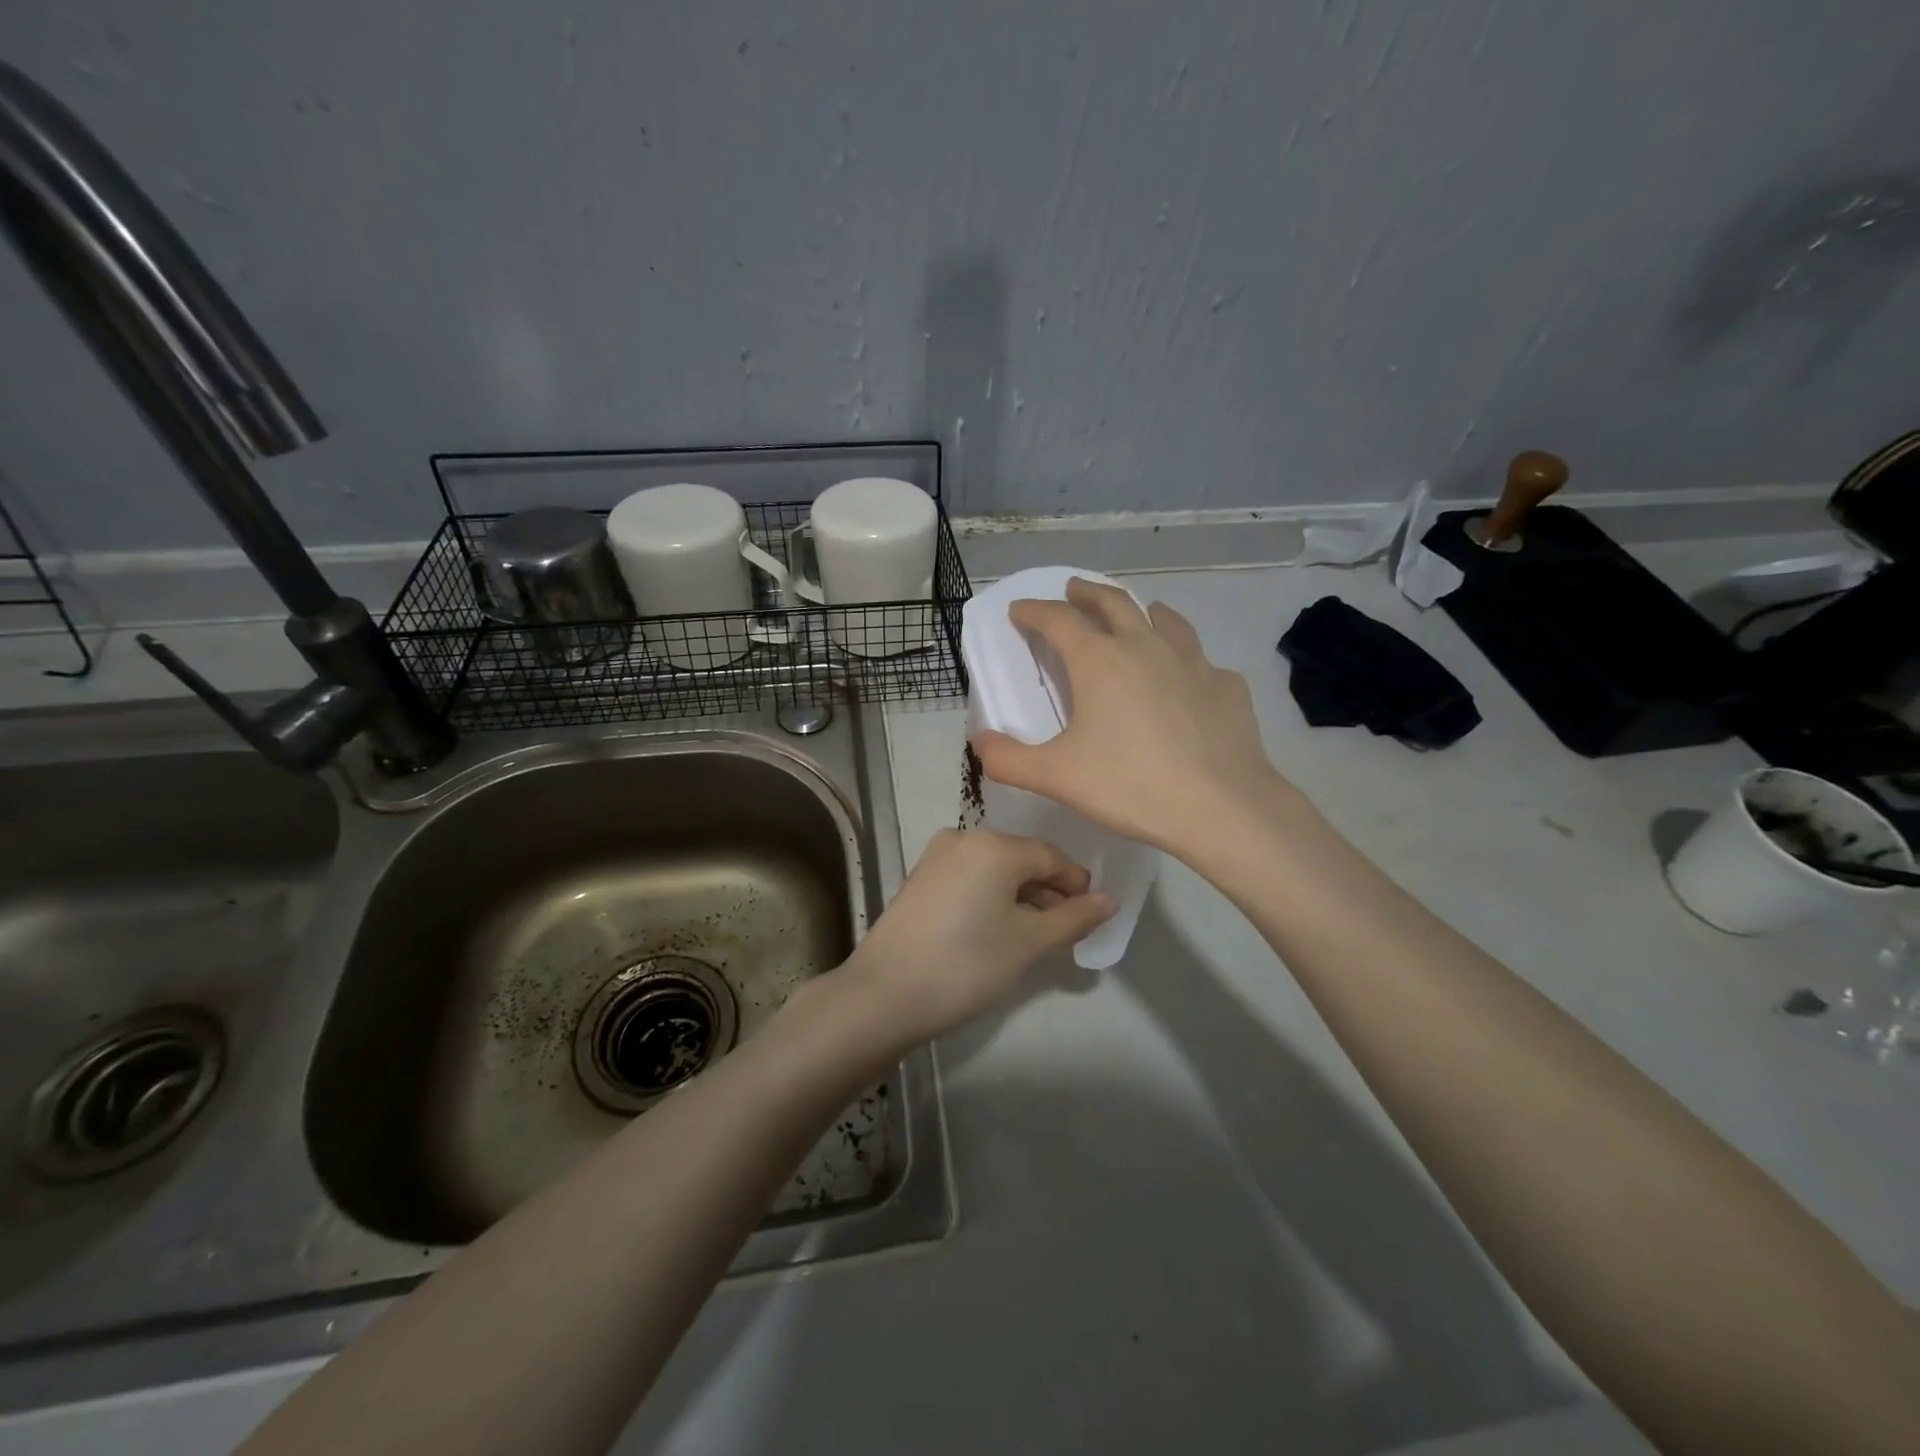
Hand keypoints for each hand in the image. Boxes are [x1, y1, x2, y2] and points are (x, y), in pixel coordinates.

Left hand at [842, 827, 1113, 1045]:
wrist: (884, 994)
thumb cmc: (967, 964)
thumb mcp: (1029, 943)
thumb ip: (1074, 917)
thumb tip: (1110, 900)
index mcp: (993, 845)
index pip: (1051, 856)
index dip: (1076, 884)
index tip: (1091, 916)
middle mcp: (963, 838)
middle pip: (1021, 859)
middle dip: (1048, 892)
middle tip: (1065, 931)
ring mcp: (936, 857)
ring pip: (994, 870)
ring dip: (1020, 897)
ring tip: (1034, 935)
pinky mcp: (919, 879)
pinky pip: (970, 879)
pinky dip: (991, 898)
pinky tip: (997, 929)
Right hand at [973, 577, 1300, 859]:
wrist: (1221, 807)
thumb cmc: (1130, 785)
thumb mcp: (1055, 777)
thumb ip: (1008, 759)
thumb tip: (979, 742)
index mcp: (1099, 661)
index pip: (1058, 620)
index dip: (1034, 611)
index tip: (1020, 610)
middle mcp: (1145, 646)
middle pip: (1112, 602)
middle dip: (1086, 593)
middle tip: (1073, 591)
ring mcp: (1193, 661)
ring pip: (1164, 619)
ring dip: (1141, 611)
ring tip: (1137, 615)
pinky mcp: (1226, 685)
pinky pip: (1200, 661)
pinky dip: (1184, 659)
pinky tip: (1186, 679)